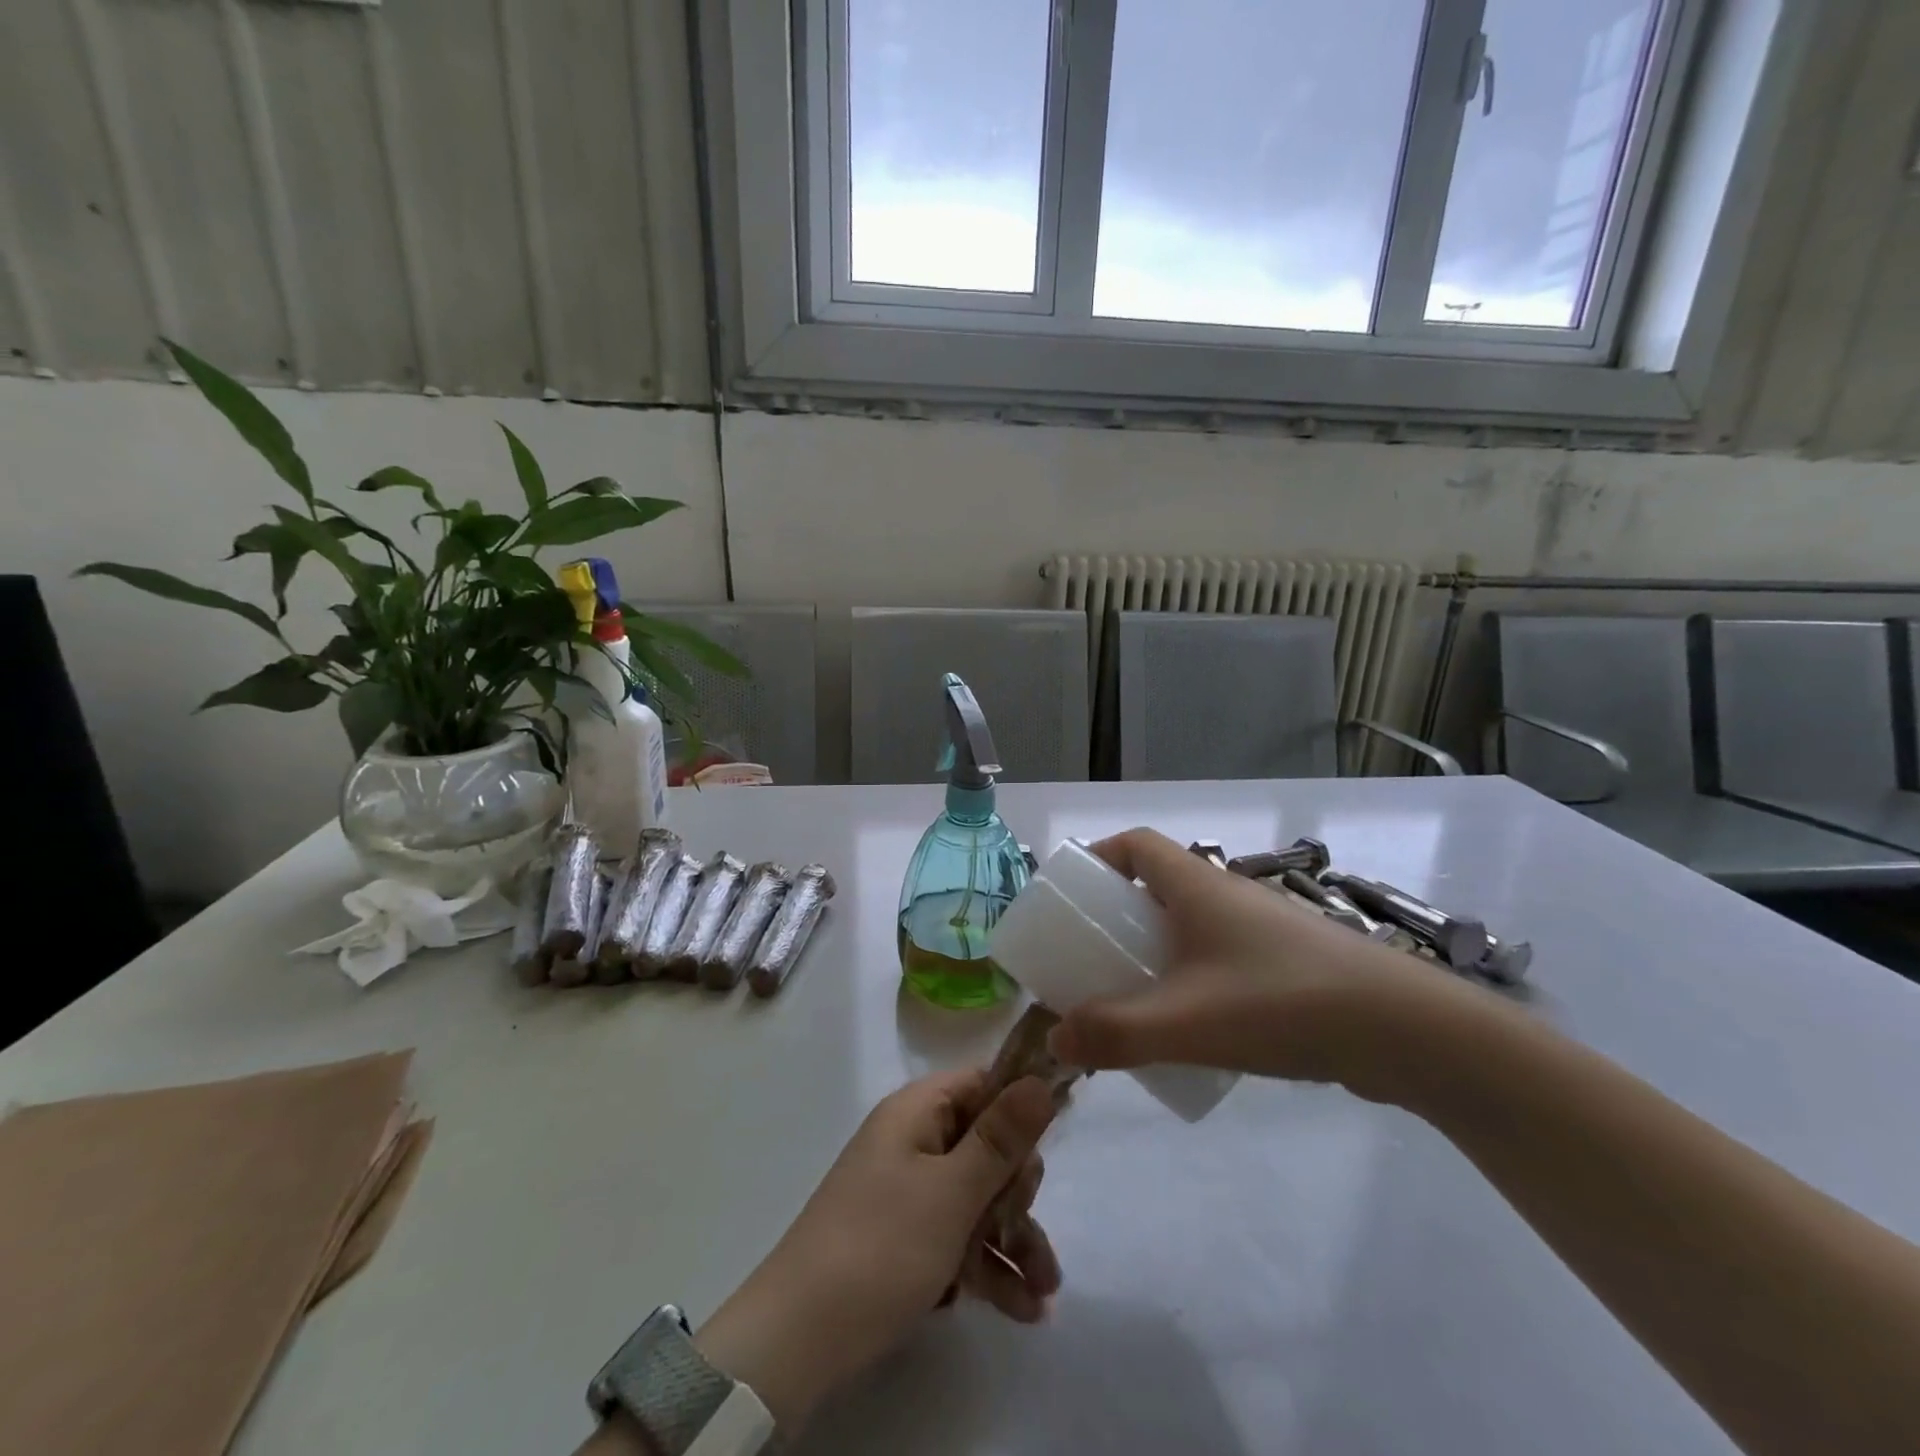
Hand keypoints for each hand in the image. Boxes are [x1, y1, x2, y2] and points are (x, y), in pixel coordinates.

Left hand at [693, 1070, 1060, 1431]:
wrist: (799, 1339)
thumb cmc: (883, 1246)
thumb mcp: (952, 1192)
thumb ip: (1002, 1138)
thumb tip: (1039, 1079)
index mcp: (917, 1112)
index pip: (982, 1084)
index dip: (1020, 1106)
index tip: (1055, 1138)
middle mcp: (912, 1141)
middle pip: (985, 1145)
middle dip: (1019, 1190)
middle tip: (1030, 1224)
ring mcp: (907, 1191)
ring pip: (976, 1198)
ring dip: (1013, 1238)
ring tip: (1046, 1291)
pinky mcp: (904, 1238)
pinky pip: (956, 1236)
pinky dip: (986, 1265)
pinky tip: (1023, 1309)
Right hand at [1047, 828, 1482, 1103]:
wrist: (1406, 1032)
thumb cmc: (1282, 1002)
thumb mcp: (1185, 1021)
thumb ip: (1114, 1032)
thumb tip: (1056, 1040)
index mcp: (1197, 885)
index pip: (1136, 844)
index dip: (1099, 858)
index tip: (1074, 897)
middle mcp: (1228, 896)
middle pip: (1157, 887)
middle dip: (1118, 918)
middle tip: (1093, 959)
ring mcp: (1263, 930)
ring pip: (1191, 927)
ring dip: (1156, 953)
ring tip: (1134, 1000)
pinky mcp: (1288, 965)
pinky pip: (1221, 959)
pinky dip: (1193, 980)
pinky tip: (1194, 1030)